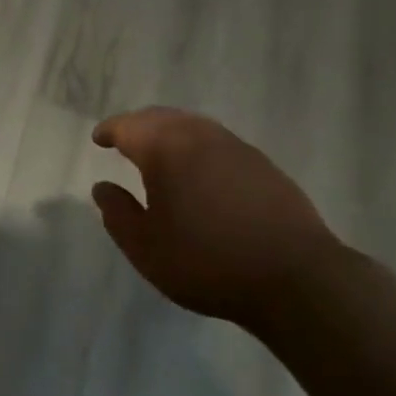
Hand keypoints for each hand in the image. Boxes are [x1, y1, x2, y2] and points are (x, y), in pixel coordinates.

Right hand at [91, 107, 341, 330]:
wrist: (296, 278)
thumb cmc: (209, 263)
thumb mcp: (148, 250)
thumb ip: (118, 215)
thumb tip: (102, 187)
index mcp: (164, 147)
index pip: (127, 126)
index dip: (109, 131)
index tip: (99, 139)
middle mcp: (197, 134)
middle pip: (159, 118)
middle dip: (138, 126)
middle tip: (125, 141)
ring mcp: (233, 145)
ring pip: (191, 126)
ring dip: (169, 133)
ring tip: (161, 154)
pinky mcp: (261, 163)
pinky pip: (217, 142)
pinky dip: (198, 147)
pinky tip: (202, 172)